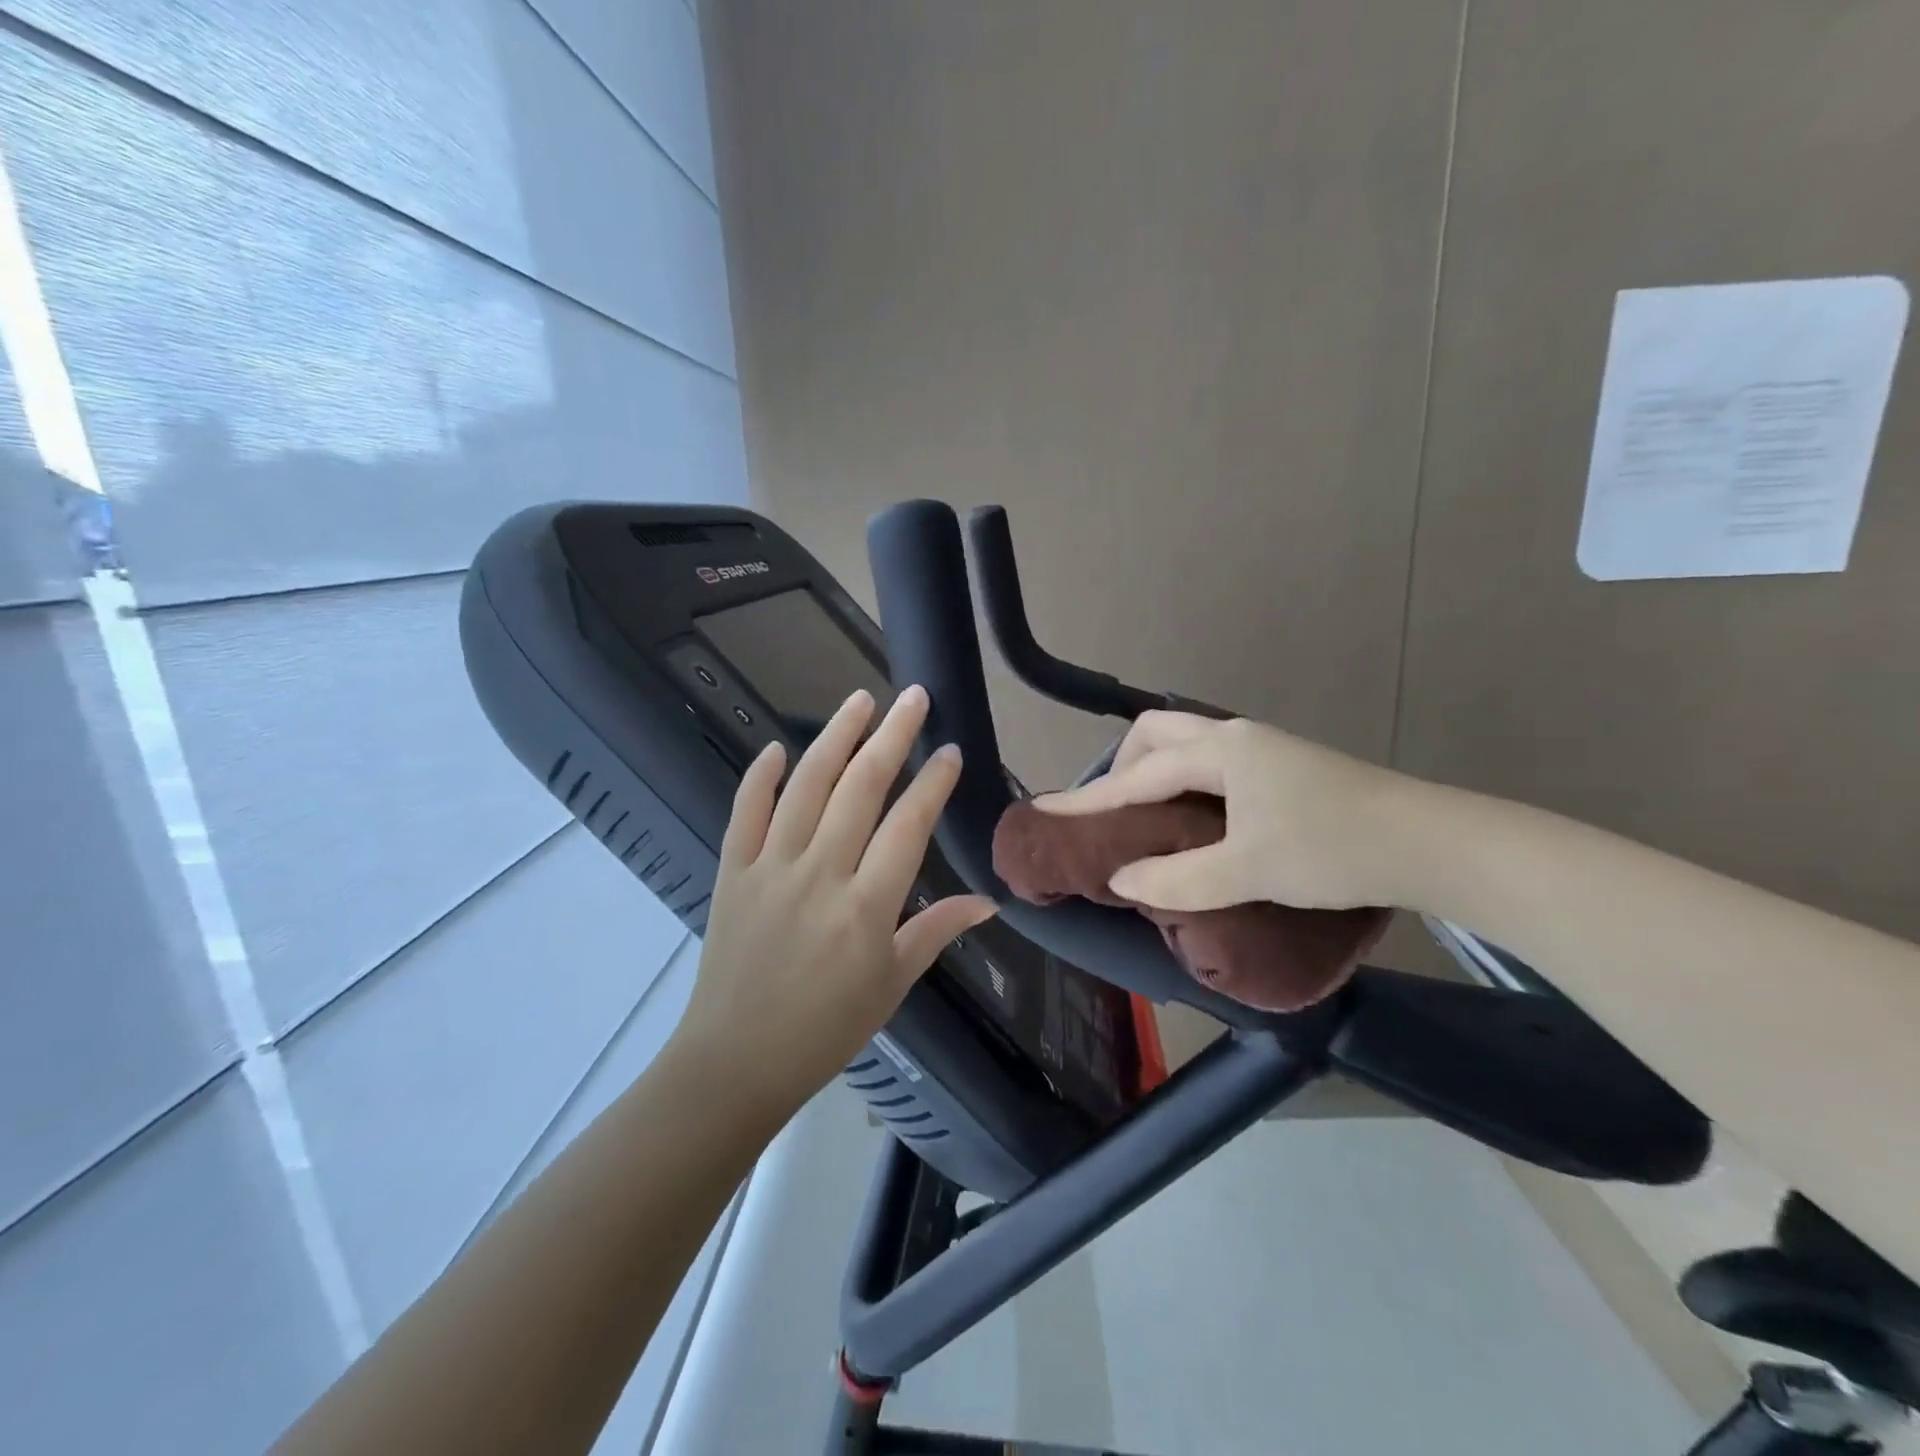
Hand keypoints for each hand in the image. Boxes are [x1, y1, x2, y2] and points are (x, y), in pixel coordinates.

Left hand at [676, 685, 996, 1114]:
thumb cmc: (825, 1030)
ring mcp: (770, 868)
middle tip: (912, 697)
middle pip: (860, 788)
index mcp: (867, 906)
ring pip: (806, 786)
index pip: (908, 825)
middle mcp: (820, 874)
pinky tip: (778, 747)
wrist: (734, 1062)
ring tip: (859, 700)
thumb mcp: (892, 984)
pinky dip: (760, 777)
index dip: (933, 782)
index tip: (950, 750)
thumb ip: (937, 932)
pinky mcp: (731, 872)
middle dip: (891, 736)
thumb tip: (989, 901)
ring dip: (834, 738)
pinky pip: (744, 813)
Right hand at [1033, 712, 1404, 911]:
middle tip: (1113, 811)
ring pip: (1189, 743)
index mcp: (1221, 752)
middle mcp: (1237, 737)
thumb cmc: (1333, 849)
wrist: (1431, 843)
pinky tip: (1194, 815)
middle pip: (1158, 733)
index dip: (1090, 798)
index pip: (1138, 774)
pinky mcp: (1285, 767)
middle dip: (1123, 766)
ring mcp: (1265, 748)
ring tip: (1145, 814)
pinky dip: (1185, 779)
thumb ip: (1177, 879)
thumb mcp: (1247, 871)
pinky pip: (1213, 759)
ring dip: (1155, 770)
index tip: (1046, 812)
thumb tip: (1122, 880)